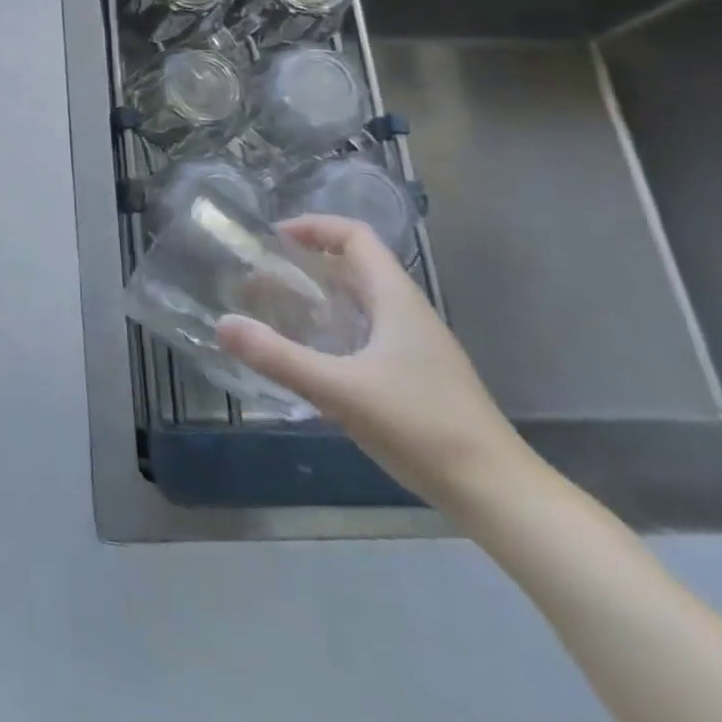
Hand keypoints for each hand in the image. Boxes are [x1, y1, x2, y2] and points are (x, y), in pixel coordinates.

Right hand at [215, 216, 529, 511]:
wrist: (499, 495)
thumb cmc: (422, 428)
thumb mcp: (340, 391)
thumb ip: (279, 357)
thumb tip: (222, 324)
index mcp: (395, 298)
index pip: (355, 236)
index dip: (314, 227)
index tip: (273, 239)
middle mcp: (408, 312)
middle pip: (356, 265)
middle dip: (308, 263)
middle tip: (263, 277)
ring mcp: (417, 346)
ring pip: (362, 301)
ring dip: (320, 297)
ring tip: (278, 312)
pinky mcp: (418, 377)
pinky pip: (368, 332)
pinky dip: (335, 329)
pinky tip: (313, 358)